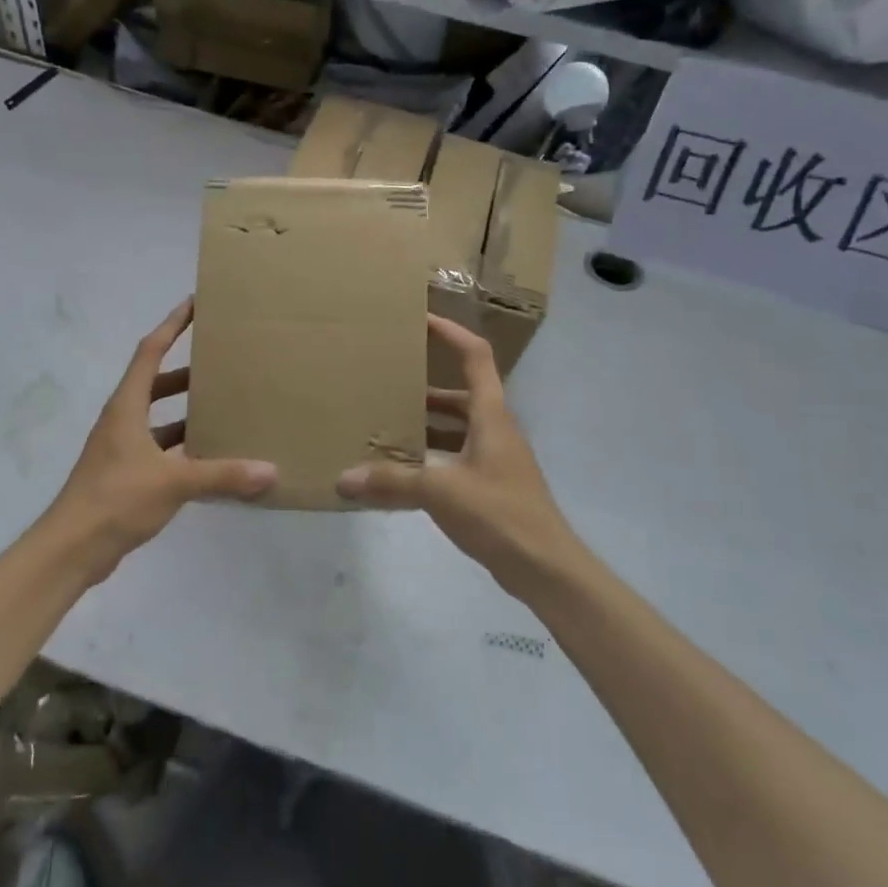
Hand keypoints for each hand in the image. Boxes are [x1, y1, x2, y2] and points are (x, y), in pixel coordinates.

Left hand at [44, 299, 277, 571]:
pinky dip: (183, 447)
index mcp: (127, 407)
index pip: (150, 351)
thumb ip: (222, 475)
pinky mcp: (126, 475)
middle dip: (186, 371)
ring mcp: (122, 449)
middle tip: (221, 363)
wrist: (71, 548)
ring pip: (158, 418)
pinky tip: (210, 457)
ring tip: (223, 407)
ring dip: (185, 411)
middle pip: (155, 382)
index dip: (171, 325)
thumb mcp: (173, 482)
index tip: (194, 304)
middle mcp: (122, 420)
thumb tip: (270, 471)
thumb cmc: (116, 499)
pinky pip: (160, 448)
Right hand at [337, 316, 585, 601]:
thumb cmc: (500, 513)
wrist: (544, 566)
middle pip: (461, 395)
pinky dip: (429, 459)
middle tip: (388, 383)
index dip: (451, 334)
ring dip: (426, 425)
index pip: (475, 357)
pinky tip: (400, 474)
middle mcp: (495, 430)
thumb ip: (392, 482)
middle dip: (426, 387)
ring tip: (385, 425)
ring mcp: (494, 460)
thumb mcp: (441, 491)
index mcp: (491, 416)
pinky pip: (453, 459)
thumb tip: (343, 478)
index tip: (422, 320)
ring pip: (456, 430)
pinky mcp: (489, 487)